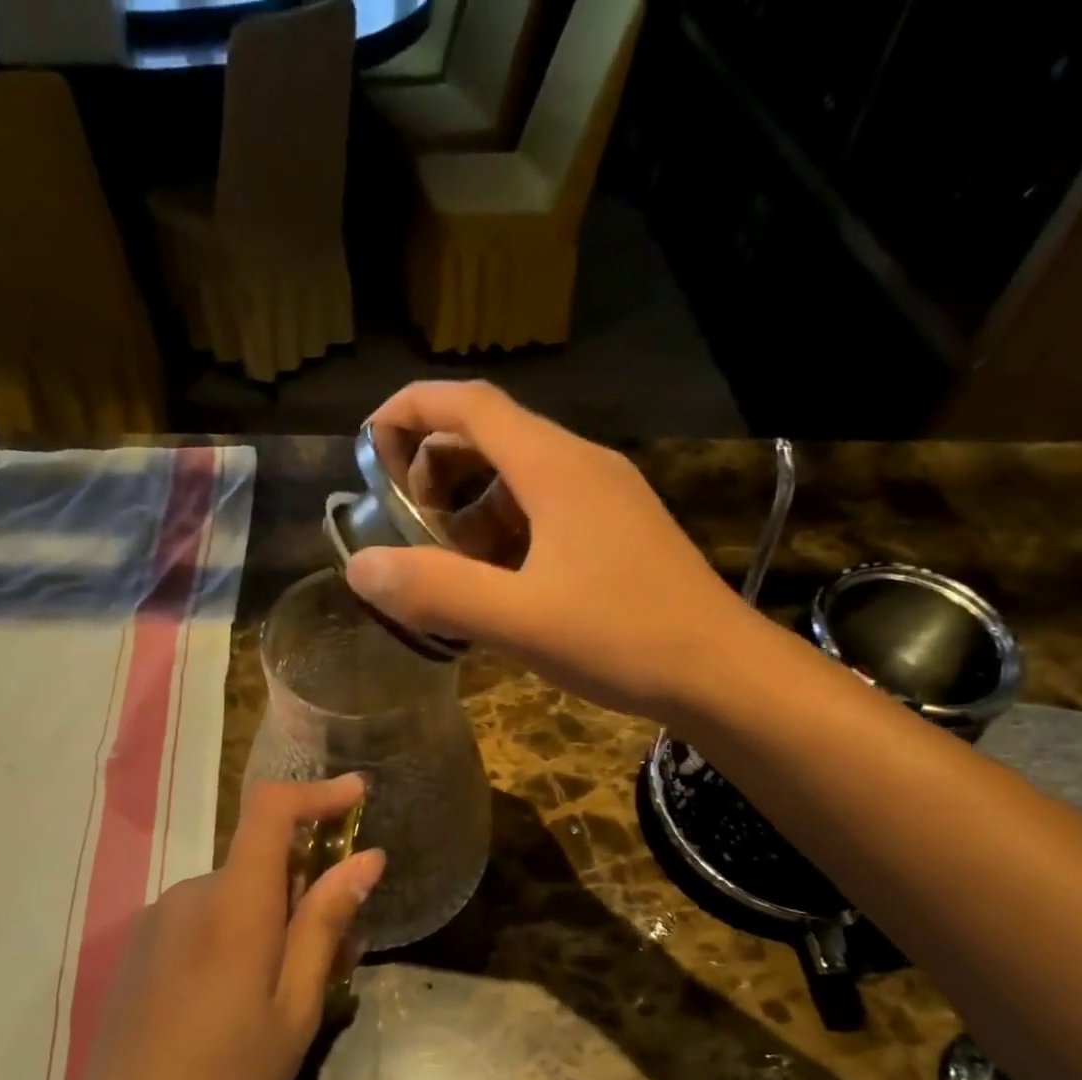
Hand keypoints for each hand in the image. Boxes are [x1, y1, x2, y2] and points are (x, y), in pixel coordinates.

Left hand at [50, 776, 384, 1079]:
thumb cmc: (226, 1079)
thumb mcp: (295, 1008)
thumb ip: (325, 924)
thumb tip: (366, 858)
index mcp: (233, 904)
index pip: (271, 810)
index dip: (317, 792)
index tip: (357, 795)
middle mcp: (192, 893)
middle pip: (262, 858)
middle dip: (308, 884)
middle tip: (340, 948)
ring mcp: (161, 916)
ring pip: (237, 891)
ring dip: (274, 915)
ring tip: (291, 986)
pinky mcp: (144, 942)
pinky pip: (206, 914)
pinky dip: (239, 931)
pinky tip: (240, 995)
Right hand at [344, 382, 753, 722]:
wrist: (722, 673)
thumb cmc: (623, 638)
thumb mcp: (518, 620)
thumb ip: (435, 591)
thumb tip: (360, 568)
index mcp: (554, 467)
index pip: (468, 405)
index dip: (409, 411)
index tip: (365, 446)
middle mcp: (580, 465)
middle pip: (489, 438)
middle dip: (434, 473)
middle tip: (406, 530)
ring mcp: (605, 499)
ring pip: (516, 481)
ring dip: (469, 513)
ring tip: (449, 572)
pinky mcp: (617, 533)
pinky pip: (544, 514)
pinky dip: (504, 537)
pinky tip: (499, 590)